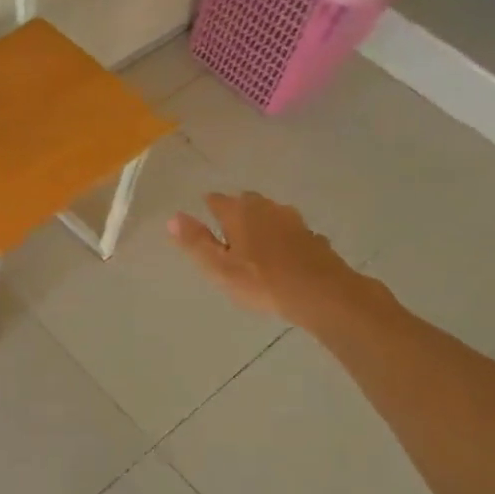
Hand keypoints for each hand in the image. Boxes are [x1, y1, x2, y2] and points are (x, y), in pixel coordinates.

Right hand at [167, 191, 362, 323]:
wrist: (321, 293)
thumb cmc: (261, 281)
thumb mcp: (219, 267)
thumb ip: (195, 242)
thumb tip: (172, 217)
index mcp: (239, 212)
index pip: (216, 200)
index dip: (208, 209)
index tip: (202, 222)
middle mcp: (267, 208)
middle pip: (245, 202)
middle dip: (235, 213)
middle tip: (226, 234)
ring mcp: (293, 220)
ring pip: (270, 215)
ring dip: (261, 224)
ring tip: (253, 245)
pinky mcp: (313, 237)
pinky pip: (290, 232)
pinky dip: (282, 240)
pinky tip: (282, 258)